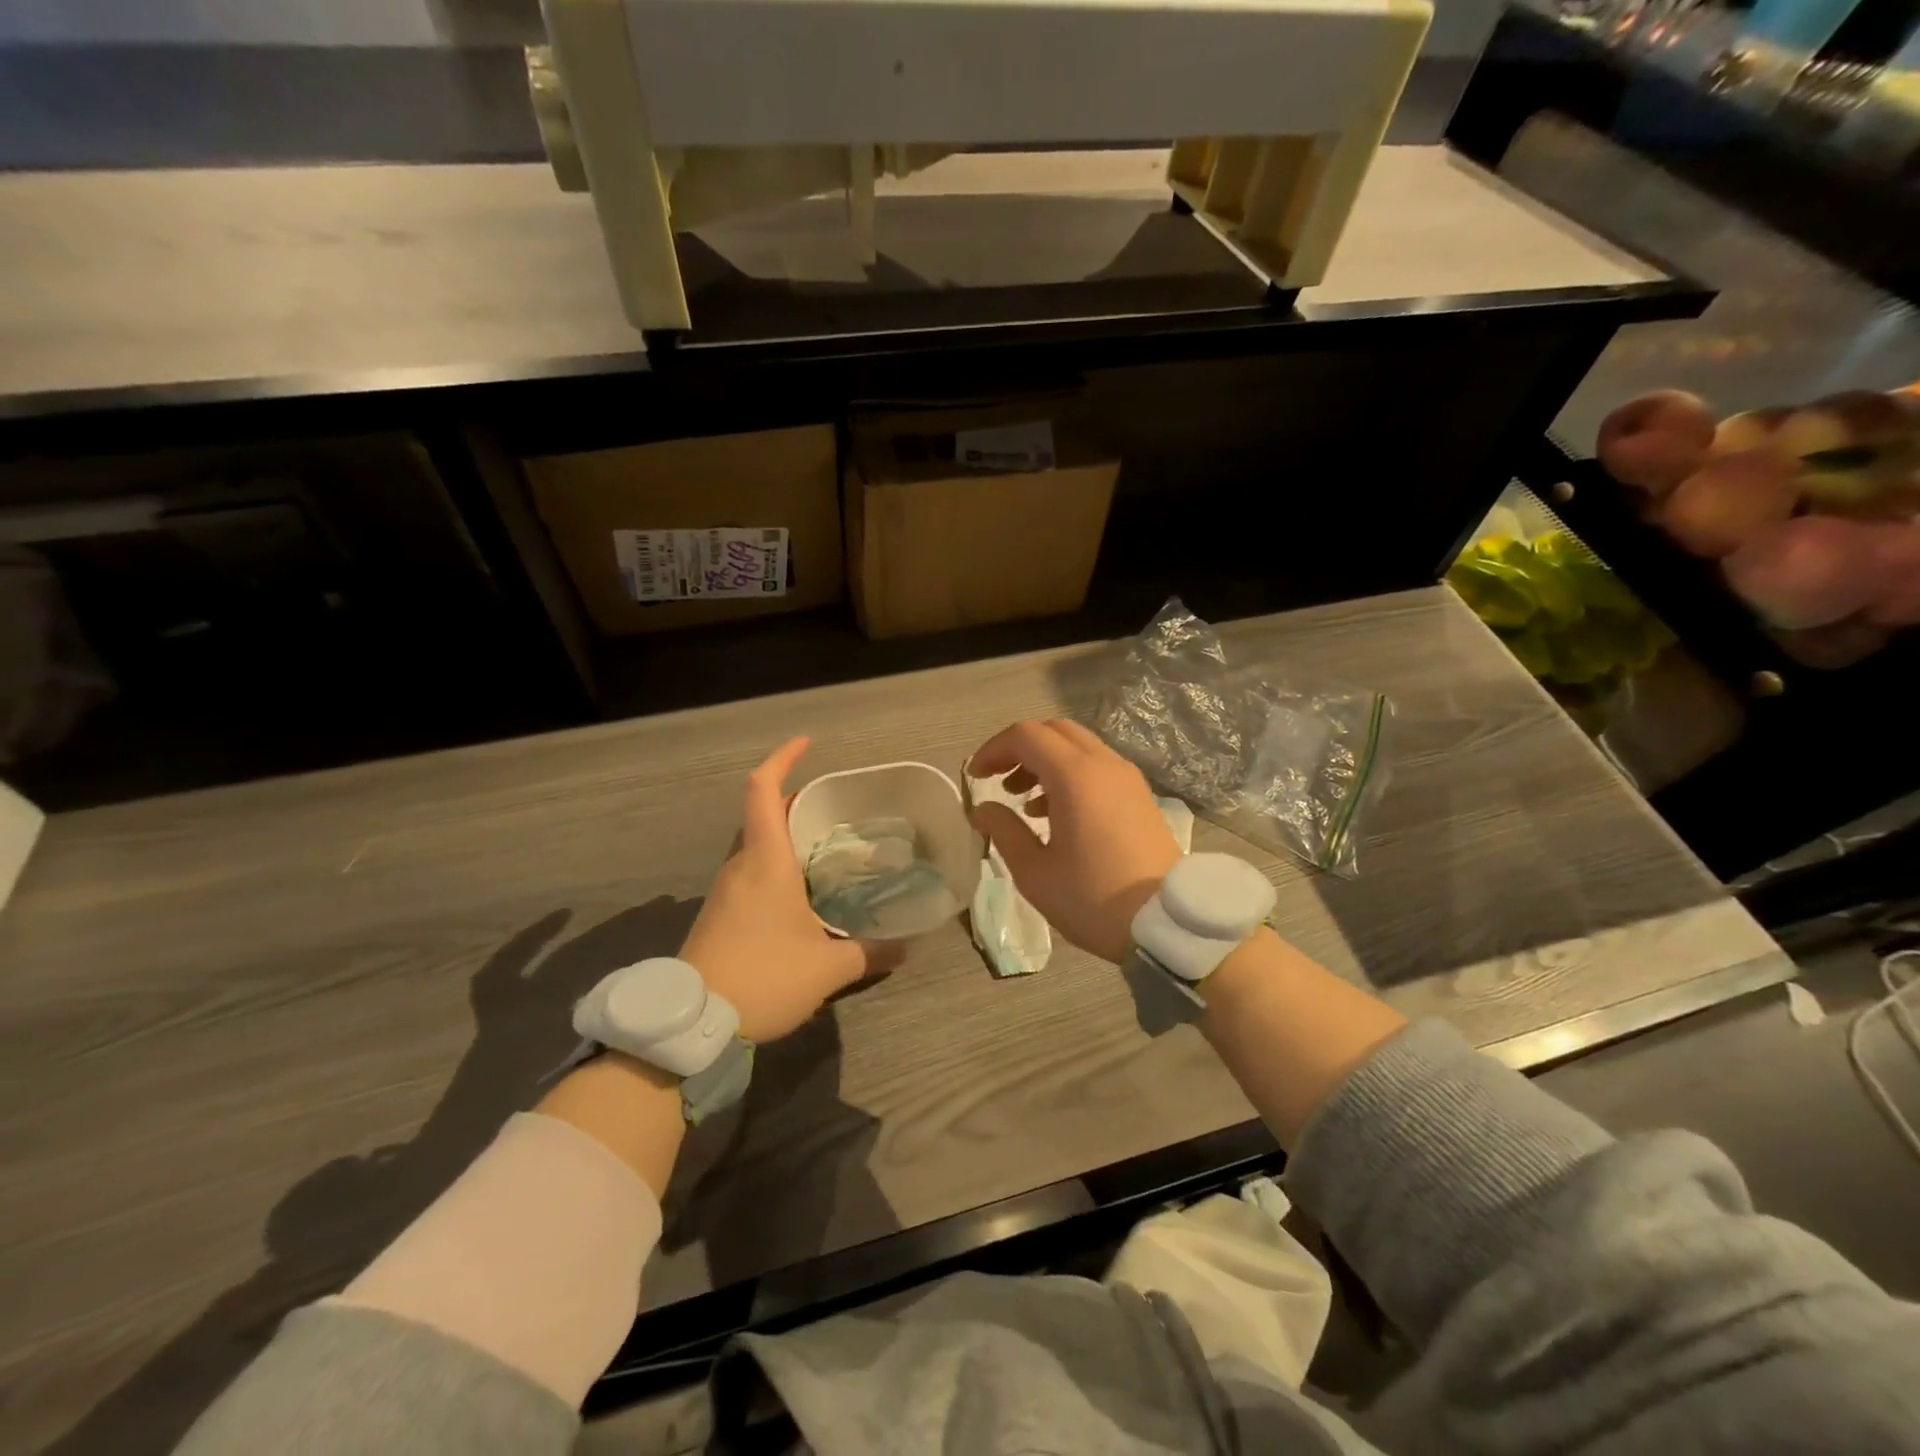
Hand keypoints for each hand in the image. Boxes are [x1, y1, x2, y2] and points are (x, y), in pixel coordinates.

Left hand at [681, 737, 899, 1042]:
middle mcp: (741, 866)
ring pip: (754, 845)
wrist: (691, 1025)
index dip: (782, 759)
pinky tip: (800, 892)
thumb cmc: (763, 979)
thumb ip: (869, 953)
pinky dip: (774, 865)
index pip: (763, 791)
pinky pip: (749, 872)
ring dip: (784, 836)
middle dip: (794, 801)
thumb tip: (906, 947)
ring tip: (825, 848)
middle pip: (761, 814)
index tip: (807, 744)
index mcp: (766, 862)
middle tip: (834, 808)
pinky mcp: (718, 913)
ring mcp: (724, 890)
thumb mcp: (827, 969)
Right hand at [968, 719, 1179, 963]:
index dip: (994, 749)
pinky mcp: (1140, 796)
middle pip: (1054, 731)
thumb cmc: (1092, 898)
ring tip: (1024, 802)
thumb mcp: (1034, 872)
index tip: (976, 777)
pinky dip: (1070, 774)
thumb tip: (983, 809)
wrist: (1166, 924)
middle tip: (999, 780)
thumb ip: (1003, 831)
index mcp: (1075, 776)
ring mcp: (1127, 778)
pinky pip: (1098, 767)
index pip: (1026, 735)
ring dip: (1045, 761)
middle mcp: (1104, 764)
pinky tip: (1056, 814)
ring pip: (1078, 747)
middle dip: (1020, 749)